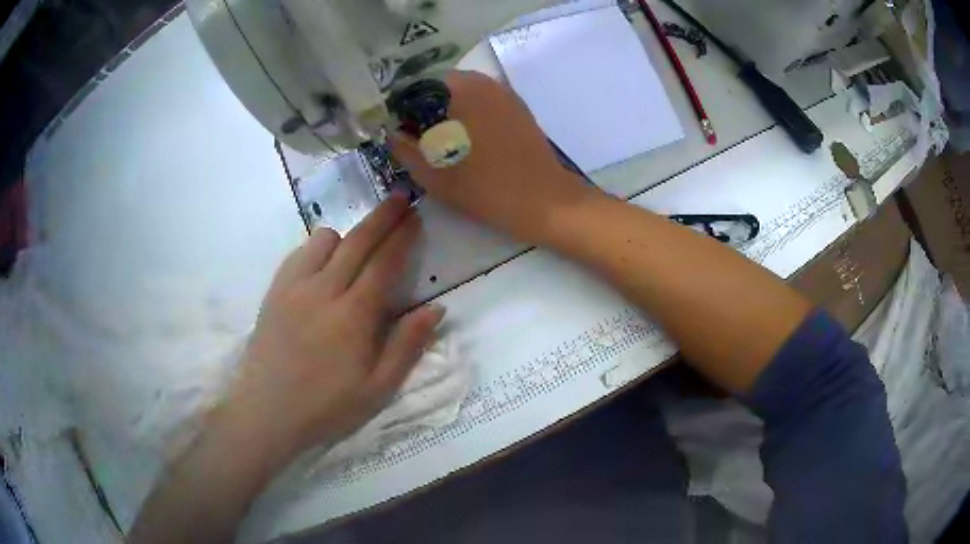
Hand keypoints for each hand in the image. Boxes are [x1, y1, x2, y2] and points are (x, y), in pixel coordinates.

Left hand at [216, 196, 444, 467]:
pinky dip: (317, 248)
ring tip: (358, 248)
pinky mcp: (275, 290)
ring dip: (347, 236)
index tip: (416, 216)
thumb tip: (436, 308)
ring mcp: (294, 286)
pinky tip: (323, 265)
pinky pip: (299, 252)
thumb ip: (407, 346)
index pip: (384, 264)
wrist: (267, 411)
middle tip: (400, 196)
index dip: (403, 237)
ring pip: (325, 240)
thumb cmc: (327, 406)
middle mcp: (323, 290)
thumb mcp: (377, 388)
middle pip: (358, 240)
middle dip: (382, 216)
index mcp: (353, 316)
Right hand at [388, 70, 603, 246]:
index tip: (399, 130)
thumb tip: (392, 133)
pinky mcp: (519, 110)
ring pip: (464, 95)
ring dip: (448, 113)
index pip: (418, 86)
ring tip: (442, 144)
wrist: (545, 201)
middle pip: (441, 88)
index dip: (403, 107)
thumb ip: (405, 149)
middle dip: (425, 109)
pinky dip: (469, 116)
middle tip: (419, 140)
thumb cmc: (486, 187)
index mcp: (461, 89)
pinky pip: (483, 104)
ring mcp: (506, 94)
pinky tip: (468, 143)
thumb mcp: (434, 174)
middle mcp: (484, 82)